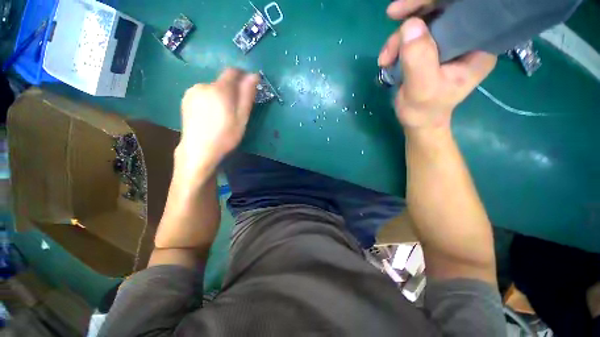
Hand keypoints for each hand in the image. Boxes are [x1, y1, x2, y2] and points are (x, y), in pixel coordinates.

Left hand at [175, 69, 258, 184]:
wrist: (199, 150)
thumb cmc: (225, 136)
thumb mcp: (242, 117)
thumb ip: (247, 95)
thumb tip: (254, 75)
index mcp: (220, 89)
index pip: (232, 72)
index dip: (242, 76)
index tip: (248, 87)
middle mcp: (204, 85)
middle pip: (222, 82)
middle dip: (231, 91)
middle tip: (235, 110)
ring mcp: (192, 92)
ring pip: (212, 89)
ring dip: (220, 96)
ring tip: (221, 115)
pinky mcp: (185, 99)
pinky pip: (202, 94)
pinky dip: (209, 100)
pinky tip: (209, 116)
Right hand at [379, 7, 495, 132]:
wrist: (417, 120)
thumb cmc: (424, 111)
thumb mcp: (421, 89)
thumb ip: (418, 59)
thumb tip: (409, 25)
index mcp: (479, 46)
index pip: (463, 9)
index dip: (434, 1)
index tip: (403, 8)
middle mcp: (468, 37)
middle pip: (443, 8)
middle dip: (412, 17)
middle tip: (391, 27)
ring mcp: (450, 40)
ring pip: (424, 19)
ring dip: (399, 37)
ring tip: (386, 60)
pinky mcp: (434, 45)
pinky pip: (414, 31)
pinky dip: (397, 43)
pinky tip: (387, 59)